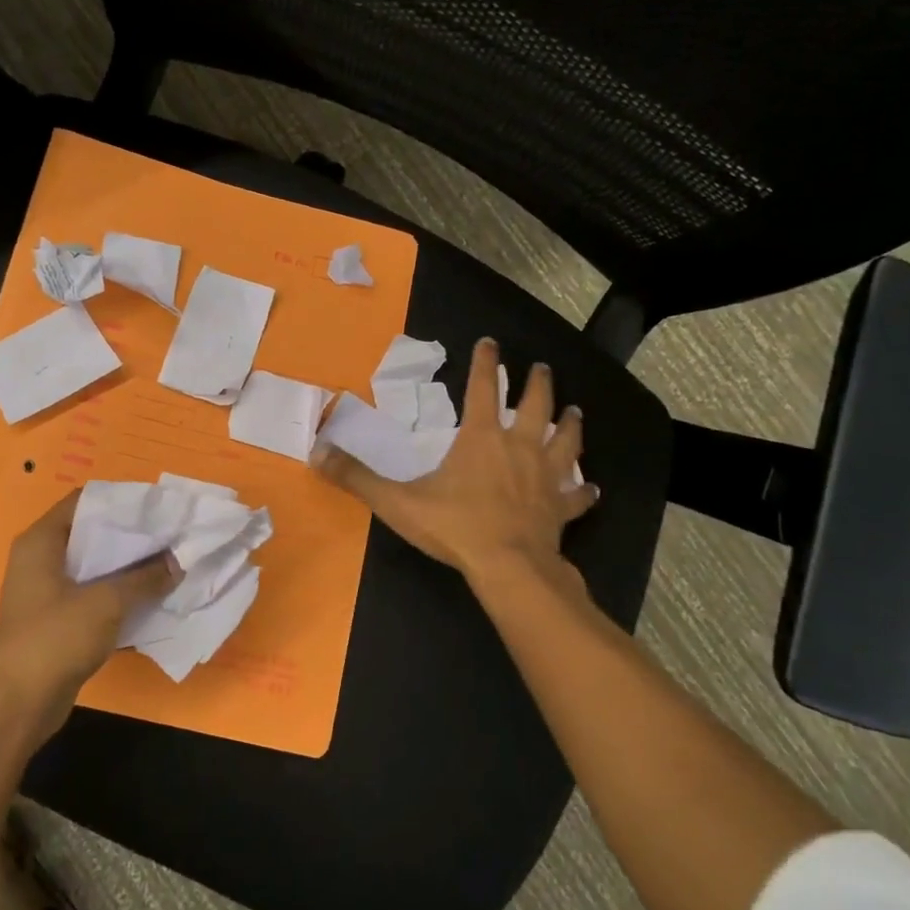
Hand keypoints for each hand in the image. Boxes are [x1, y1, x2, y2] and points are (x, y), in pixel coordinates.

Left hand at [0, 491, 174, 738]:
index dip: (121, 501)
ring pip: (95, 567)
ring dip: (128, 568)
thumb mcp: (106, 602)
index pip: (84, 501)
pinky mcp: (58, 620)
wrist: (17, 704)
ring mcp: (48, 591)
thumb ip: (144, 579)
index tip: (157, 507)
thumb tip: (177, 562)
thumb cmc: (55, 638)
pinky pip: (94, 595)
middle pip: (92, 534)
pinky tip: (151, 597)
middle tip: (170, 535)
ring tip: (168, 563)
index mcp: (42, 541)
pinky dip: (119, 594)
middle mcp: (41, 559)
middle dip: (131, 536)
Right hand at [311, 337, 597, 584]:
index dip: (485, 363)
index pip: (483, 389)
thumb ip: (357, 477)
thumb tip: (316, 453)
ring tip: (576, 410)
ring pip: (564, 442)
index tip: (490, 341)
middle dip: (537, 383)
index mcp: (481, 438)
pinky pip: (577, 496)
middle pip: (535, 405)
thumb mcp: (396, 501)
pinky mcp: (560, 508)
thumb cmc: (455, 527)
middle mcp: (518, 448)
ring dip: (569, 424)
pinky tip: (592, 488)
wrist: (509, 567)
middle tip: (541, 366)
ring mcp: (545, 477)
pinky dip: (584, 491)